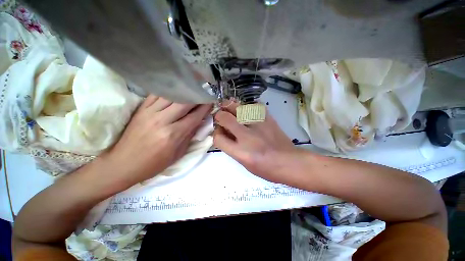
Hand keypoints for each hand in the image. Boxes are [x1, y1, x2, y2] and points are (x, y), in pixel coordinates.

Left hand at [104, 95, 211, 184]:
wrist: (123, 164)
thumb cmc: (154, 163)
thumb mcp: (178, 153)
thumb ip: (190, 135)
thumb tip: (199, 121)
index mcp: (173, 135)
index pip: (194, 116)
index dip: (205, 107)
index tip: (211, 101)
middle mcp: (162, 121)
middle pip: (184, 102)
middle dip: (197, 96)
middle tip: (204, 93)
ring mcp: (149, 113)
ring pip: (171, 95)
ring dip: (184, 91)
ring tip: (192, 89)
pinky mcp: (141, 109)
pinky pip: (156, 94)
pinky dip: (168, 90)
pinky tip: (175, 89)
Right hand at [213, 101, 300, 183]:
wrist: (289, 162)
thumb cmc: (266, 168)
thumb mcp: (244, 163)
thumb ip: (232, 148)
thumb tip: (224, 133)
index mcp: (240, 152)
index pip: (218, 138)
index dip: (216, 133)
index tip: (220, 132)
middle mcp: (247, 136)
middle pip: (225, 118)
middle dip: (219, 115)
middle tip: (221, 116)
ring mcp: (258, 125)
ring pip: (238, 107)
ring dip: (230, 106)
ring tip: (230, 108)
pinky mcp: (268, 118)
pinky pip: (254, 105)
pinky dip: (247, 106)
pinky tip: (247, 110)